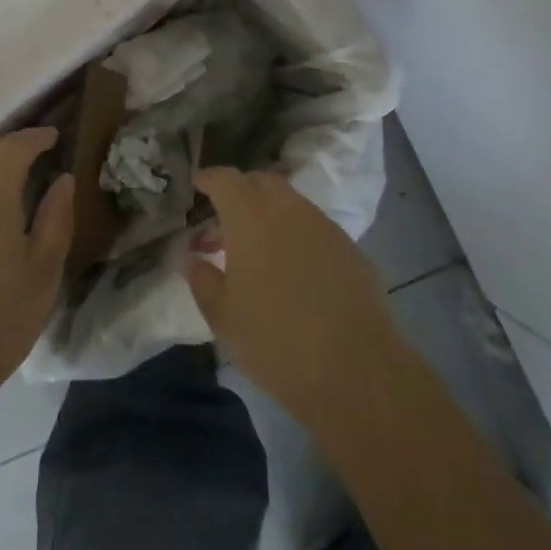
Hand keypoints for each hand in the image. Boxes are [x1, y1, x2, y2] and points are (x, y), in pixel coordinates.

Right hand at [186, 167, 403, 430]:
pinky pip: (315, 227)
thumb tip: (193, 258)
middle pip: (261, 181)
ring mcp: (325, 227)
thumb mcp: (223, 318)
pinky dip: (297, 235)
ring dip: (270, 213)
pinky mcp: (351, 249)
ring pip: (291, 203)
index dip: (209, 179)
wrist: (357, 371)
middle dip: (241, 191)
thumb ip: (202, 280)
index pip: (225, 179)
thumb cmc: (276, 342)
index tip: (197, 185)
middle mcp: (289, 210)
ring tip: (259, 249)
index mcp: (251, 218)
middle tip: (225, 219)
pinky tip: (294, 270)